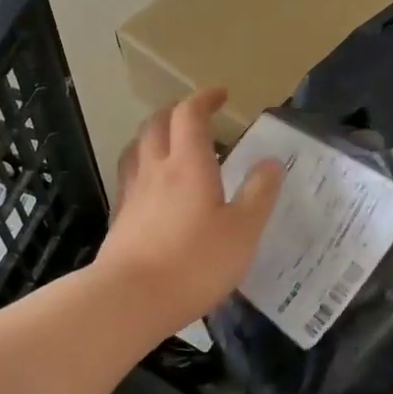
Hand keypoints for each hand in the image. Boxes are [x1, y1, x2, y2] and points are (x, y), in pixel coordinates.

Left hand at [96, 89, 283, 332]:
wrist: (131, 299)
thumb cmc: (195, 263)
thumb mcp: (243, 231)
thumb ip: (259, 194)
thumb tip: (271, 162)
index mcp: (188, 164)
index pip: (190, 115)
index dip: (204, 99)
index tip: (220, 95)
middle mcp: (155, 170)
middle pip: (157, 124)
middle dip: (176, 112)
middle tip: (196, 116)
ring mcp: (133, 194)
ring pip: (138, 149)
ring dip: (154, 136)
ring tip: (170, 144)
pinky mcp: (121, 219)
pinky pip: (131, 178)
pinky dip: (144, 168)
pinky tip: (153, 188)